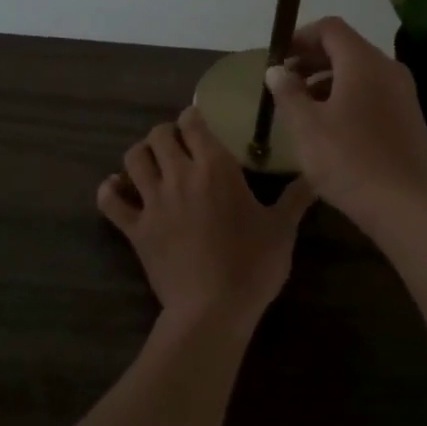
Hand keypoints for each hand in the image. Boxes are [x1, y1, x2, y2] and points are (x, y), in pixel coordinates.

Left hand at [97, 107, 314, 328]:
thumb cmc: (253, 265)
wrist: (213, 309)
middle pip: (159, 135)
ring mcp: (153, 202)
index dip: (194, 116)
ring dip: (141, 154)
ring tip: (153, 163)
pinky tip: (118, 189)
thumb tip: (316, 175)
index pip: (194, 124)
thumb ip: (297, 197)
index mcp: (216, 168)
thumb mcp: (282, 229)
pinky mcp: (135, 229)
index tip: (200, 121)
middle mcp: (180, 176)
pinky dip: (110, 191)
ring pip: (133, 159)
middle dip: (167, 133)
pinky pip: (110, 201)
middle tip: (179, 145)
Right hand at [261, 17, 426, 233]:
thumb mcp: (306, 127)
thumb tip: (277, 70)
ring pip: (360, 73)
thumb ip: (288, 93)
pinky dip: (349, 97)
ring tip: (303, 107)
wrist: (406, 206)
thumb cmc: (349, 160)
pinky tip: (332, 127)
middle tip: (285, 82)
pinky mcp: (409, 118)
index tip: (278, 58)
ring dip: (329, 81)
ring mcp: (404, 94)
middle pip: (347, 48)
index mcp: (363, 62)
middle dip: (312, 60)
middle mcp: (388, 69)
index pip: (330, 28)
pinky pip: (374, 93)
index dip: (300, 37)